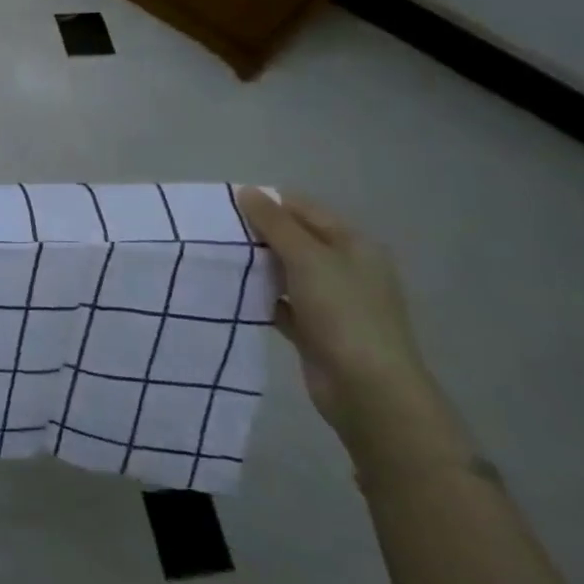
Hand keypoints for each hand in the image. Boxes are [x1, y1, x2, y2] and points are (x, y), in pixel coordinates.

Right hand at [236, 188, 444, 454]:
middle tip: (215, 230)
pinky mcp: (314, 330)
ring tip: (216, 256)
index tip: (226, 204)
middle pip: (294, 239)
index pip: (305, 209)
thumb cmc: (344, 313)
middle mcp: (345, 269)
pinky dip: (260, 296)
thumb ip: (274, 223)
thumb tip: (247, 191)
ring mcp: (331, 302)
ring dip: (257, 265)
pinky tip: (231, 291)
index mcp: (353, 245)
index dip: (268, 203)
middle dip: (258, 234)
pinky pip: (281, 303)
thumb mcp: (307, 258)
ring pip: (285, 271)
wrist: (369, 392)